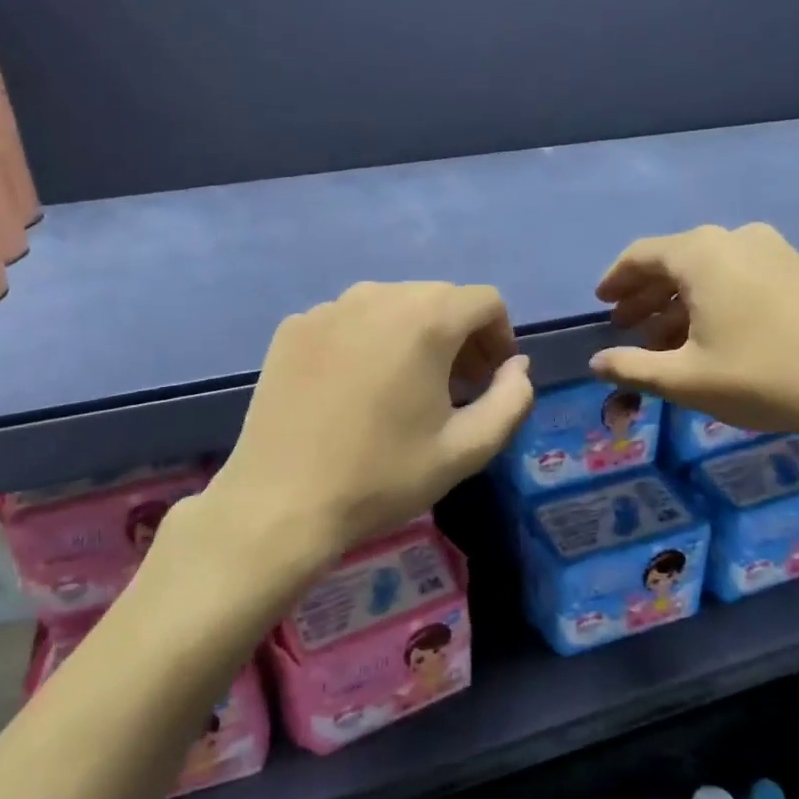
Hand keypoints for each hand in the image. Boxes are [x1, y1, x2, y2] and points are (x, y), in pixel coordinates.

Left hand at [209, 282, 533, 564]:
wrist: (281, 503)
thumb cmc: (383, 476)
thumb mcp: (467, 448)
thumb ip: (512, 400)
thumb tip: (517, 367)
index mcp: (425, 318)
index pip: (485, 301)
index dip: (500, 338)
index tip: (490, 381)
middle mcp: (376, 296)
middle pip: (439, 298)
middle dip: (460, 336)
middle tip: (455, 389)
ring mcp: (328, 308)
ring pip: (392, 305)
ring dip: (414, 335)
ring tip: (405, 388)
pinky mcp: (293, 327)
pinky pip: (349, 320)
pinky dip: (368, 341)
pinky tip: (355, 389)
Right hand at [590, 223, 798, 447]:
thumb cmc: (764, 376)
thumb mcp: (686, 380)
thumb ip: (633, 368)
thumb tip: (597, 363)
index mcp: (700, 254)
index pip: (640, 255)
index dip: (615, 280)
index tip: (601, 304)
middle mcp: (734, 238)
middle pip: (674, 260)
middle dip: (645, 295)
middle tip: (625, 326)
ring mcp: (773, 249)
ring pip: (709, 270)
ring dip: (679, 301)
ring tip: (664, 339)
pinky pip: (740, 275)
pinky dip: (714, 300)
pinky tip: (712, 335)